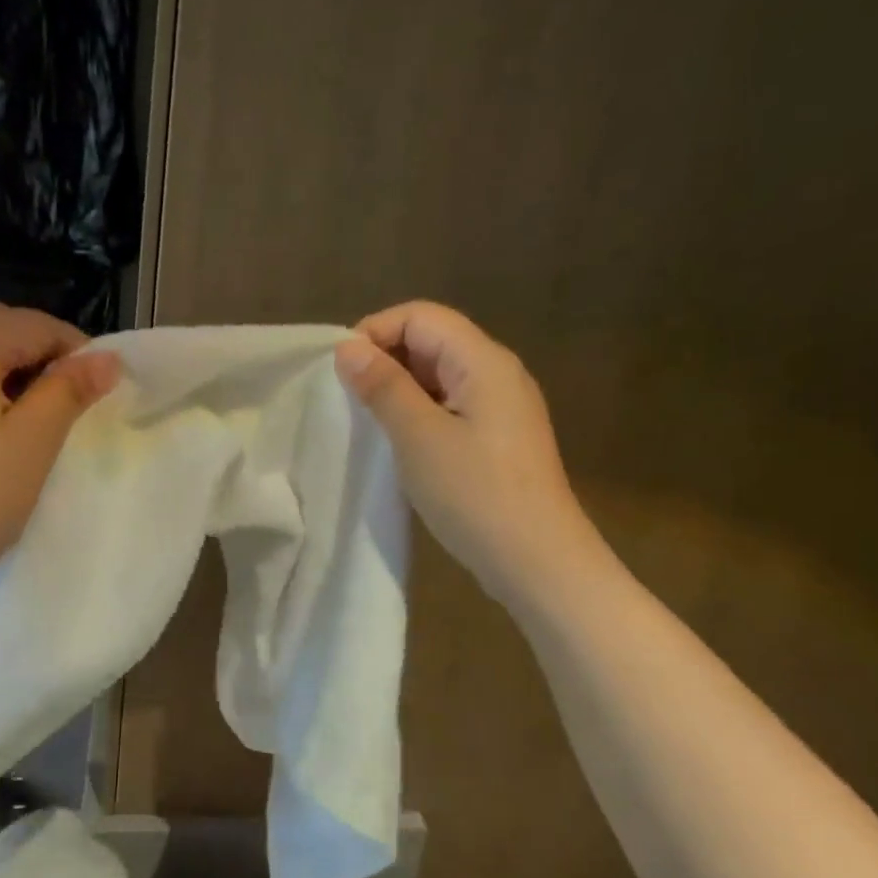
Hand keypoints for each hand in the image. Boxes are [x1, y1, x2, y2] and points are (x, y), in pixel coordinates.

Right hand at [335, 301, 597, 600]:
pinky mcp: (496, 438)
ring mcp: (501, 407)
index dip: (376, 331)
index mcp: (483, 361)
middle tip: (348, 397)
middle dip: (384, 358)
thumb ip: (383, 386)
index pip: (421, 316)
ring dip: (398, 388)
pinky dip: (417, 412)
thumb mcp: (418, 436)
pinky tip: (398, 441)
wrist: (537, 561)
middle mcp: (497, 373)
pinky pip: (449, 405)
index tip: (340, 369)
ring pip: (438, 376)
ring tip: (366, 419)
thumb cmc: (475, 493)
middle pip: (432, 340)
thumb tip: (347, 347)